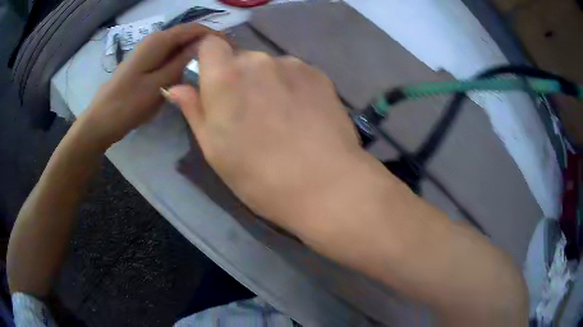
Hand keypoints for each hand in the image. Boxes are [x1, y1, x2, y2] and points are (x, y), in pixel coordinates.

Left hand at [82, 22, 223, 148]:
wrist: (102, 119)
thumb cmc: (129, 104)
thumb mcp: (159, 84)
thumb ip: (182, 62)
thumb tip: (206, 45)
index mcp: (159, 41)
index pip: (194, 28)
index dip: (214, 36)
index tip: (231, 50)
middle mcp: (155, 39)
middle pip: (187, 34)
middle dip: (205, 44)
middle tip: (222, 62)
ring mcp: (148, 50)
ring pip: (178, 45)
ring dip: (194, 52)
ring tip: (209, 68)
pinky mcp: (145, 61)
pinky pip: (169, 54)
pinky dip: (182, 60)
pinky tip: (188, 72)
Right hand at [167, 36, 364, 231]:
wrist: (325, 185)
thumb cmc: (259, 176)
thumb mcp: (214, 149)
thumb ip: (194, 110)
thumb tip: (176, 88)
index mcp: (225, 77)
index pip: (210, 44)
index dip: (208, 59)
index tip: (211, 81)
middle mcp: (259, 61)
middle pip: (240, 57)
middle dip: (237, 77)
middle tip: (247, 113)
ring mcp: (293, 65)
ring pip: (268, 66)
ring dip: (266, 82)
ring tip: (280, 118)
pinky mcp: (319, 75)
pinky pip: (294, 73)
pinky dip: (291, 87)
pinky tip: (302, 116)